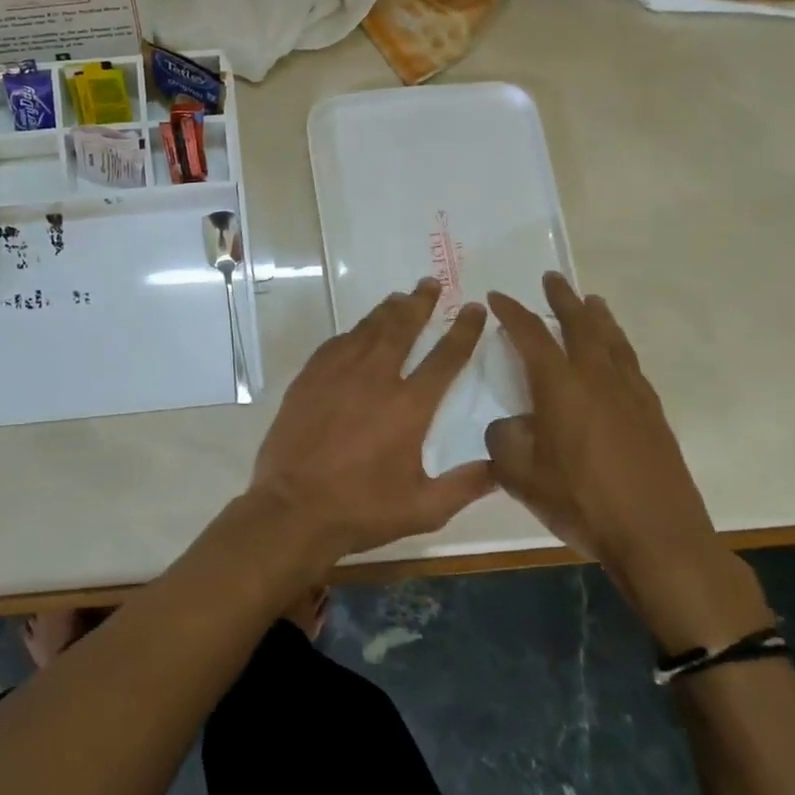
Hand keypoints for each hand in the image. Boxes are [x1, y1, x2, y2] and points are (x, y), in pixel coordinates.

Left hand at [248, 278, 495, 563]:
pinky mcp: (309, 378)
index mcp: (409, 407)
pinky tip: (357, 331)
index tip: (474, 308)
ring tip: (399, 297)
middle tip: (430, 283)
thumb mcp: (424, 509)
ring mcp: (337, 374)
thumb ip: (465, 485)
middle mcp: (375, 379)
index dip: (463, 330)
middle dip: (420, 303)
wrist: (293, 508)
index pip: (445, 357)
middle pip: (402, 329)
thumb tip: (501, 466)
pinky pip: (336, 344)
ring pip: (367, 330)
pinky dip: (352, 332)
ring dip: (386, 311)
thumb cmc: (361, 510)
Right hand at [485, 274, 770, 652]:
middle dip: (563, 299)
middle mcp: (597, 378)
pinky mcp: (653, 414)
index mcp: (560, 386)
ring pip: (613, 340)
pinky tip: (617, 355)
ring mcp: (631, 394)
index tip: (497, 296)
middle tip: (552, 278)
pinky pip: (631, 364)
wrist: (659, 537)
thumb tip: (508, 425)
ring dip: (598, 317)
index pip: (531, 336)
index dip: (512, 313)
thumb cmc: (582, 502)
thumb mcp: (521, 477)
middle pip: (580, 324)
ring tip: (591, 301)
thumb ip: (504, 442)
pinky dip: (619, 346)